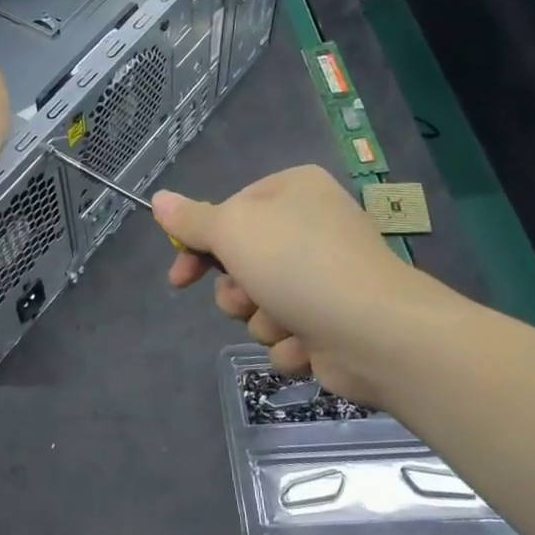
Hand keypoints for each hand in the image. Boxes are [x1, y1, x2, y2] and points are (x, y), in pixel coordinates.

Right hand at [153, 166, 461, 404]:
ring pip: (260, 303)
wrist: (376, 333)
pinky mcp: (334, 321)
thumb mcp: (232, 230)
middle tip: (247, 296)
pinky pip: (288, 333)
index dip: (199, 247)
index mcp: (293, 191)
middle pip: (241, 262)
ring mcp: (326, 277)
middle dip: (236, 290)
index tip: (180, 277)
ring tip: (286, 322)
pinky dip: (290, 343)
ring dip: (262, 319)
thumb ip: (191, 219)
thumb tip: (159, 200)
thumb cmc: (298, 264)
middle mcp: (311, 227)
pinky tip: (308, 344)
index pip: (229, 212)